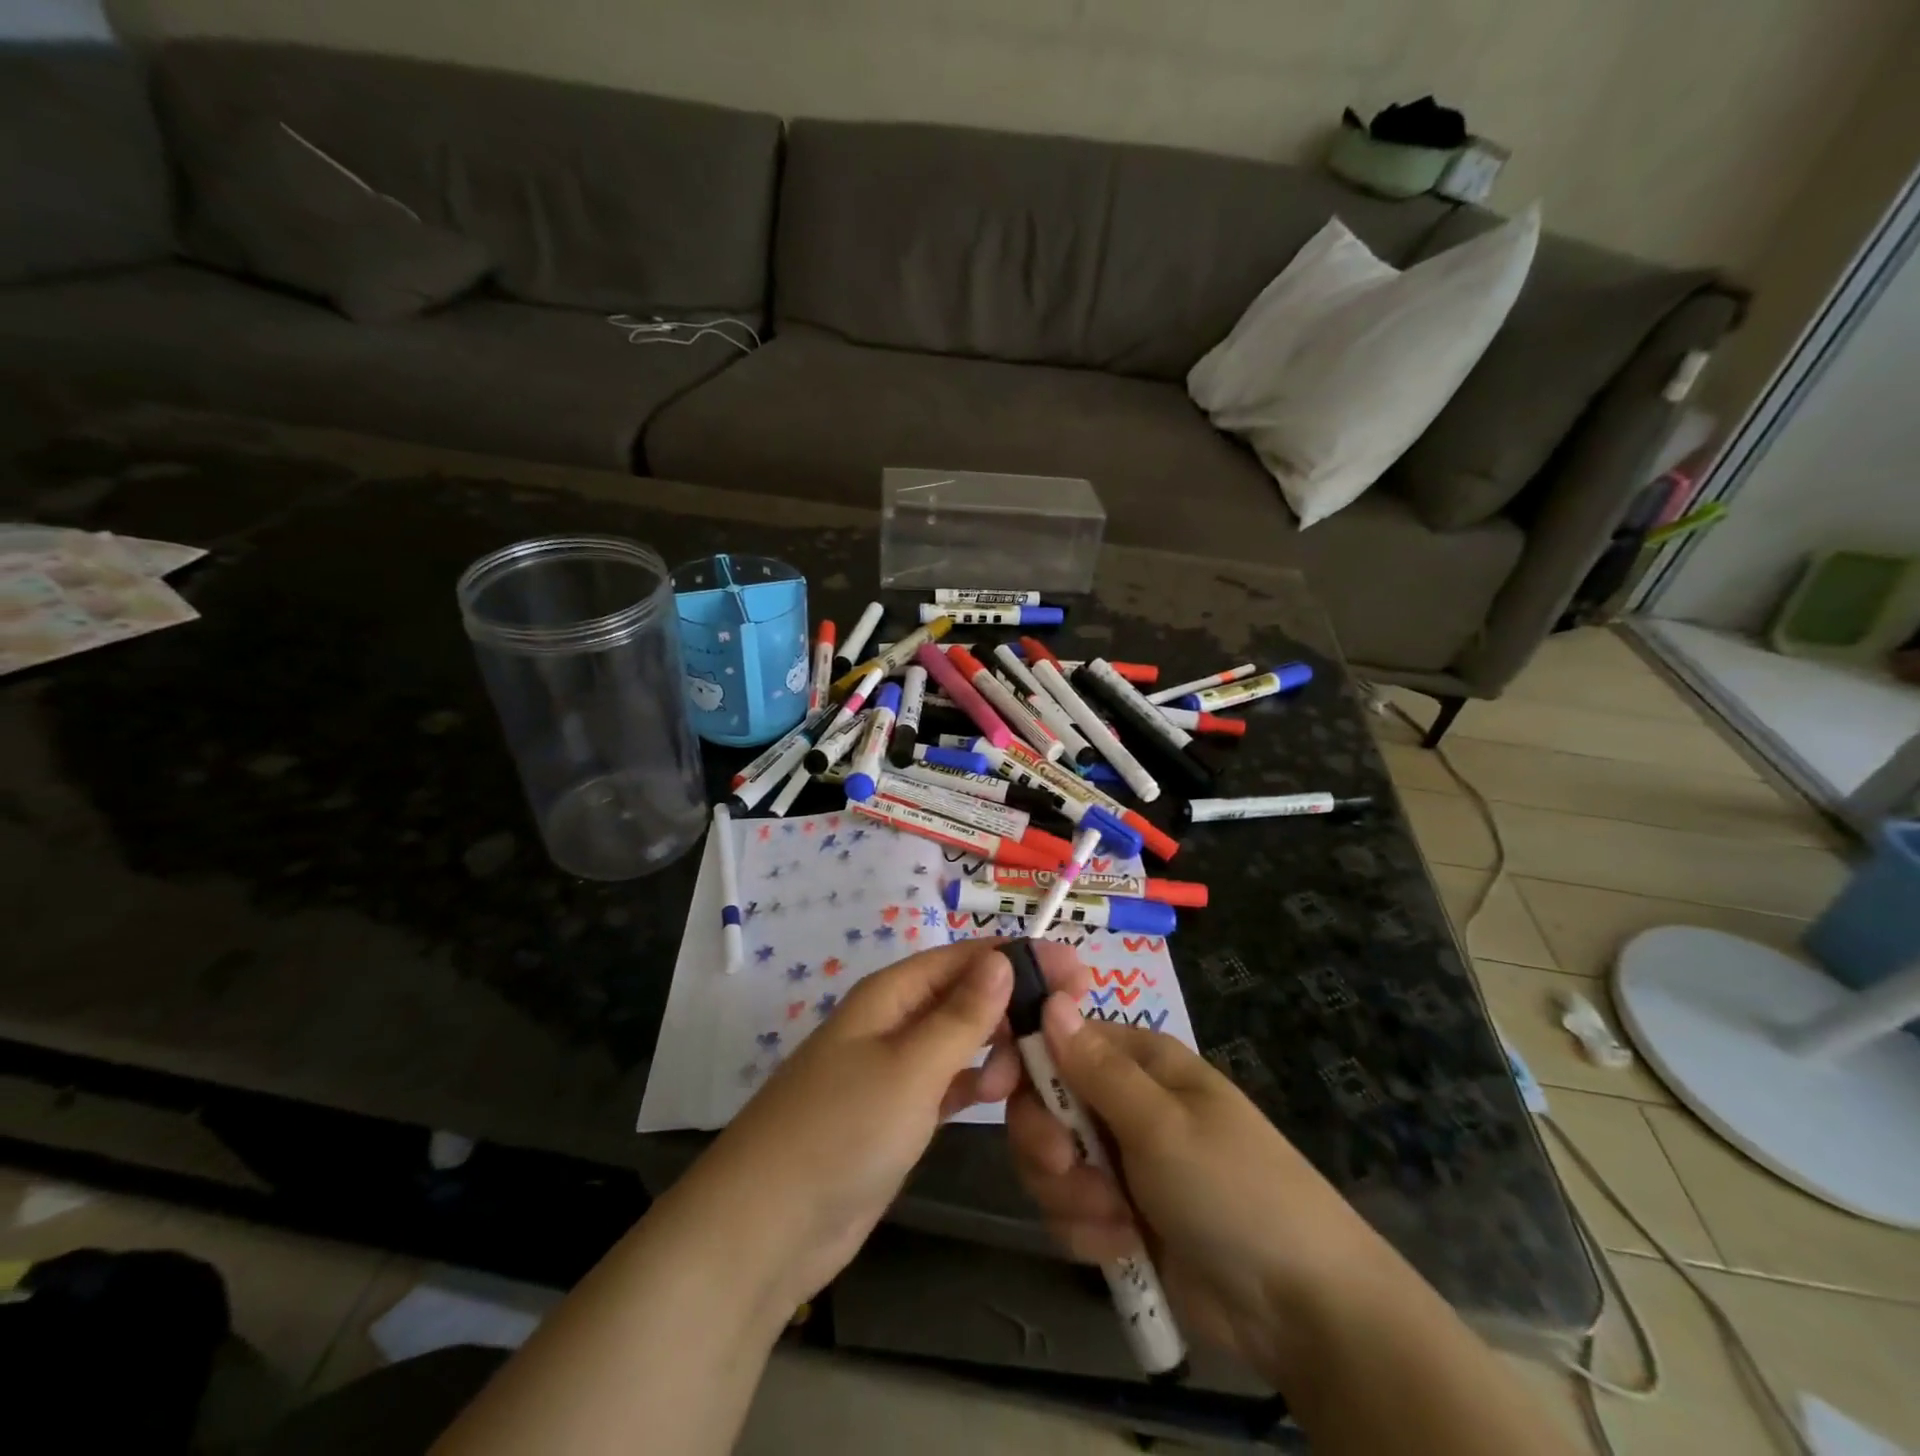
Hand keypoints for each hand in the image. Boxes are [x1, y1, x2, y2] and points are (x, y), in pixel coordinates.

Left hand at [691, 940, 1088, 1306]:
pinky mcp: (895, 1114)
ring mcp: (892, 1070)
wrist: (767, 1229)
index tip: (1077, 970)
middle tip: (1071, 1020)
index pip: (965, 959)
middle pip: (963, 995)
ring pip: (958, 1040)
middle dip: (1014, 1002)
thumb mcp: (910, 1067)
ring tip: (1036, 1067)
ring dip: (997, 1045)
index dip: (1020, 958)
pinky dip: (974, 1083)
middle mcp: (892, 1021)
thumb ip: (961, 1016)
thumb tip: (1003, 959)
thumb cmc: (842, 1131)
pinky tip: (1001, 1094)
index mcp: (891, 994)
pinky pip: (946, 1082)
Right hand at [1006, 992, 1388, 1377]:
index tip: (996, 1089)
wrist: (1298, 1307)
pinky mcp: (1118, 1214)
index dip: (1023, 1060)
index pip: (1057, 1040)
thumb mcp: (1161, 1123)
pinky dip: (1089, 1231)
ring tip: (1118, 1222)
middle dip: (1048, 1144)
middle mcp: (1123, 1102)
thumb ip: (1096, 1067)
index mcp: (1138, 1061)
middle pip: (1043, 1105)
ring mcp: (1120, 1160)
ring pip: (1050, 1163)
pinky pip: (1069, 1211)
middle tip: (1067, 1168)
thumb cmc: (1233, 1188)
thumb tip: (1050, 999)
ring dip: (1072, 1197)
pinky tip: (1126, 1248)